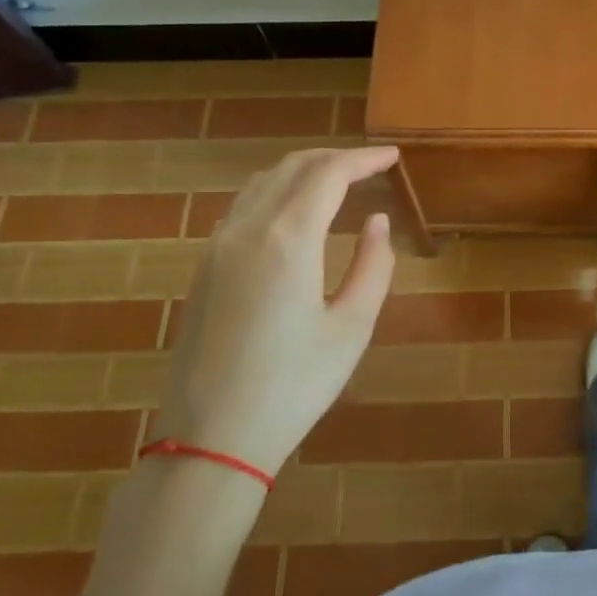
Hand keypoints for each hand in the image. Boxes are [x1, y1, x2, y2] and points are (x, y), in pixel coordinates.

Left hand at [152, 146, 400, 475]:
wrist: (210, 438)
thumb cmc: (294, 386)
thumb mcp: (352, 328)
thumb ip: (373, 266)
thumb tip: (377, 221)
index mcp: (288, 239)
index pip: (329, 174)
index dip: (363, 159)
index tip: (392, 157)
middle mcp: (247, 229)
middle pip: (293, 168)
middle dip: (335, 158)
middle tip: (370, 166)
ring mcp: (217, 246)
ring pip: (262, 183)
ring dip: (303, 171)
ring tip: (337, 181)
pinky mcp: (203, 267)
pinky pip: (243, 207)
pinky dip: (276, 192)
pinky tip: (294, 213)